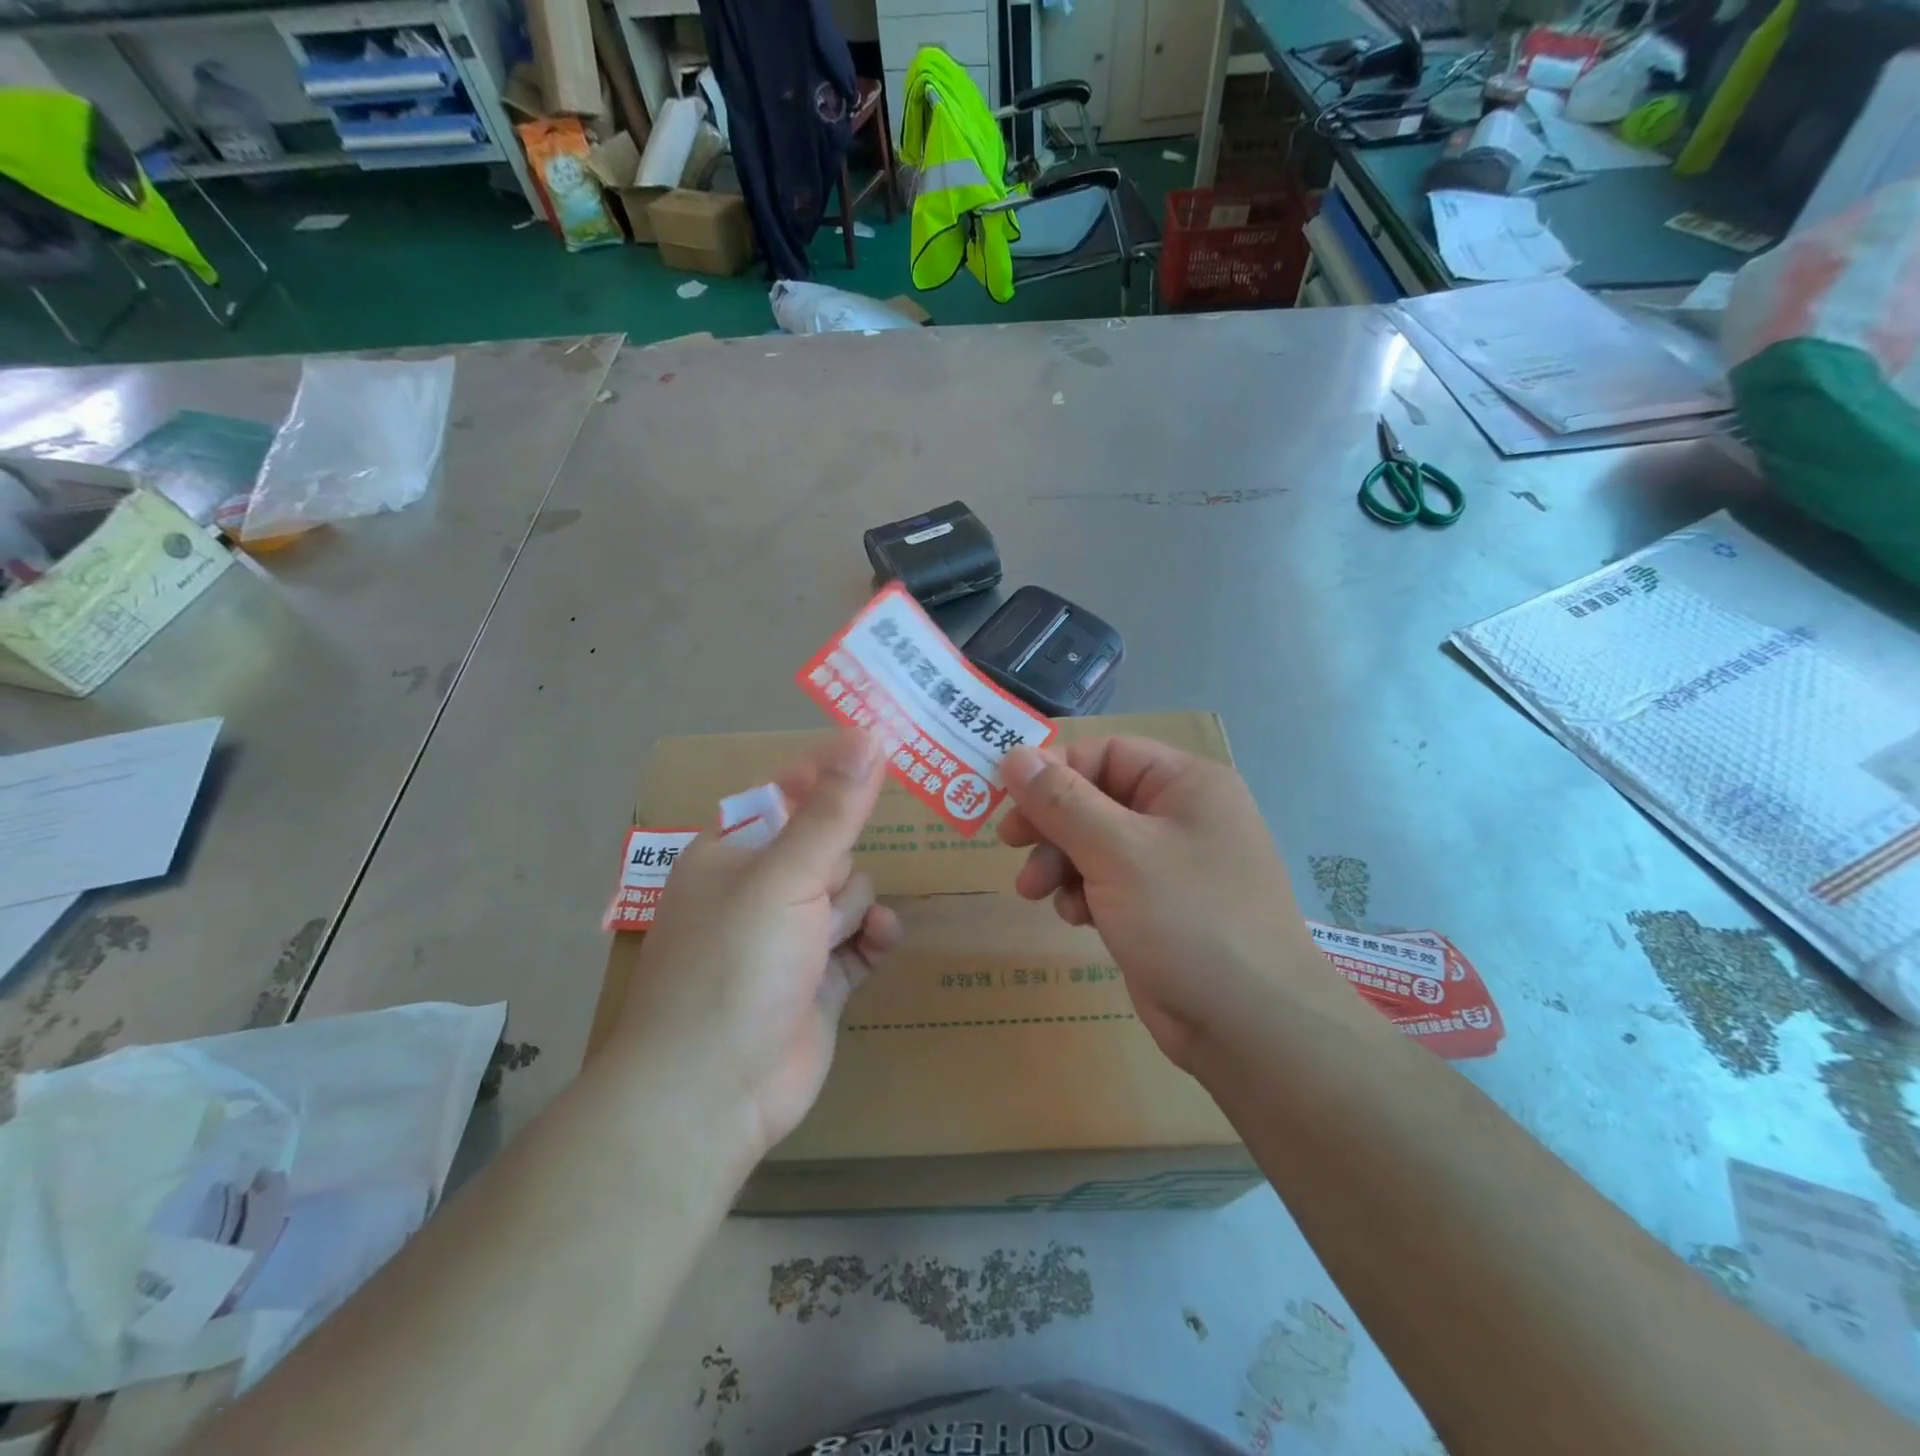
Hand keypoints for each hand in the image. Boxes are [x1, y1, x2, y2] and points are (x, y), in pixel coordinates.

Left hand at [611, 731, 901, 1162]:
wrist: (712, 1093)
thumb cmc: (735, 965)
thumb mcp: (785, 877)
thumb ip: (832, 809)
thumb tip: (867, 735)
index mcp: (732, 854)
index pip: (788, 794)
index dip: (830, 774)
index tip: (880, 750)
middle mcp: (758, 890)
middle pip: (828, 846)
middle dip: (837, 865)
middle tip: (821, 891)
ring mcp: (789, 938)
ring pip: (850, 893)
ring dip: (852, 908)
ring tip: (828, 941)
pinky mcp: (819, 980)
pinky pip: (862, 939)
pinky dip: (872, 938)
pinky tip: (877, 942)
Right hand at [998, 738, 1345, 1069]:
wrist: (1250, 1026)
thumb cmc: (1186, 919)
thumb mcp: (1116, 851)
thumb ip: (1061, 800)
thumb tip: (1013, 755)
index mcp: (1186, 784)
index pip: (1106, 753)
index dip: (1054, 769)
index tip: (1008, 796)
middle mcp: (1182, 816)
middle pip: (1096, 798)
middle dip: (1051, 823)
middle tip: (1011, 844)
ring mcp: (1173, 865)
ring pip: (1096, 843)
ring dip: (1060, 862)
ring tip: (1035, 891)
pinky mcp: (1161, 908)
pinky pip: (1108, 882)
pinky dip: (1084, 893)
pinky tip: (1076, 919)